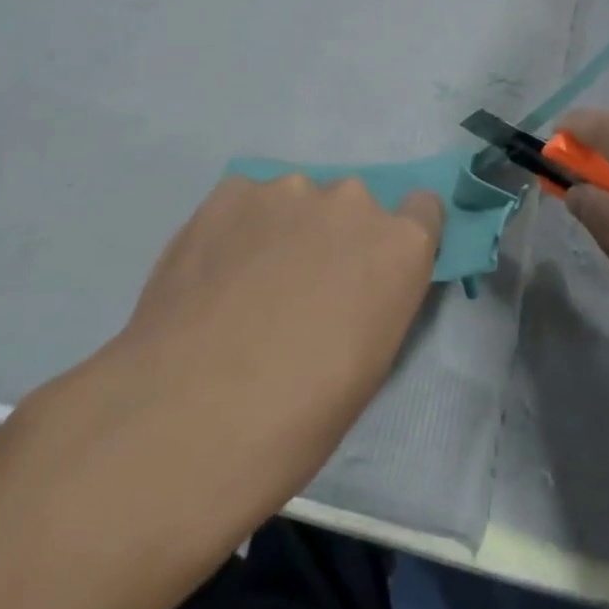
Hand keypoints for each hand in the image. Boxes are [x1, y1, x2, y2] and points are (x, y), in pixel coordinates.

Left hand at [12, 175, 442, 574]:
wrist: (185, 418)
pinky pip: (248, 202)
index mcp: (399, 245)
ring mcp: (289, 189)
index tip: (371, 271)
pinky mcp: (231, 191)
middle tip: (297, 290)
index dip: (397, 239)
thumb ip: (377, 298)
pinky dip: (238, 228)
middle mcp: (353, 201)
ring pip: (297, 201)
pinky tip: (211, 275)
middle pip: (353, 206)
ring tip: (243, 285)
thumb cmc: (296, 418)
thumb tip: (357, 285)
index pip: (423, 209)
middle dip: (334, 238)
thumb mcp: (369, 364)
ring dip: (285, 230)